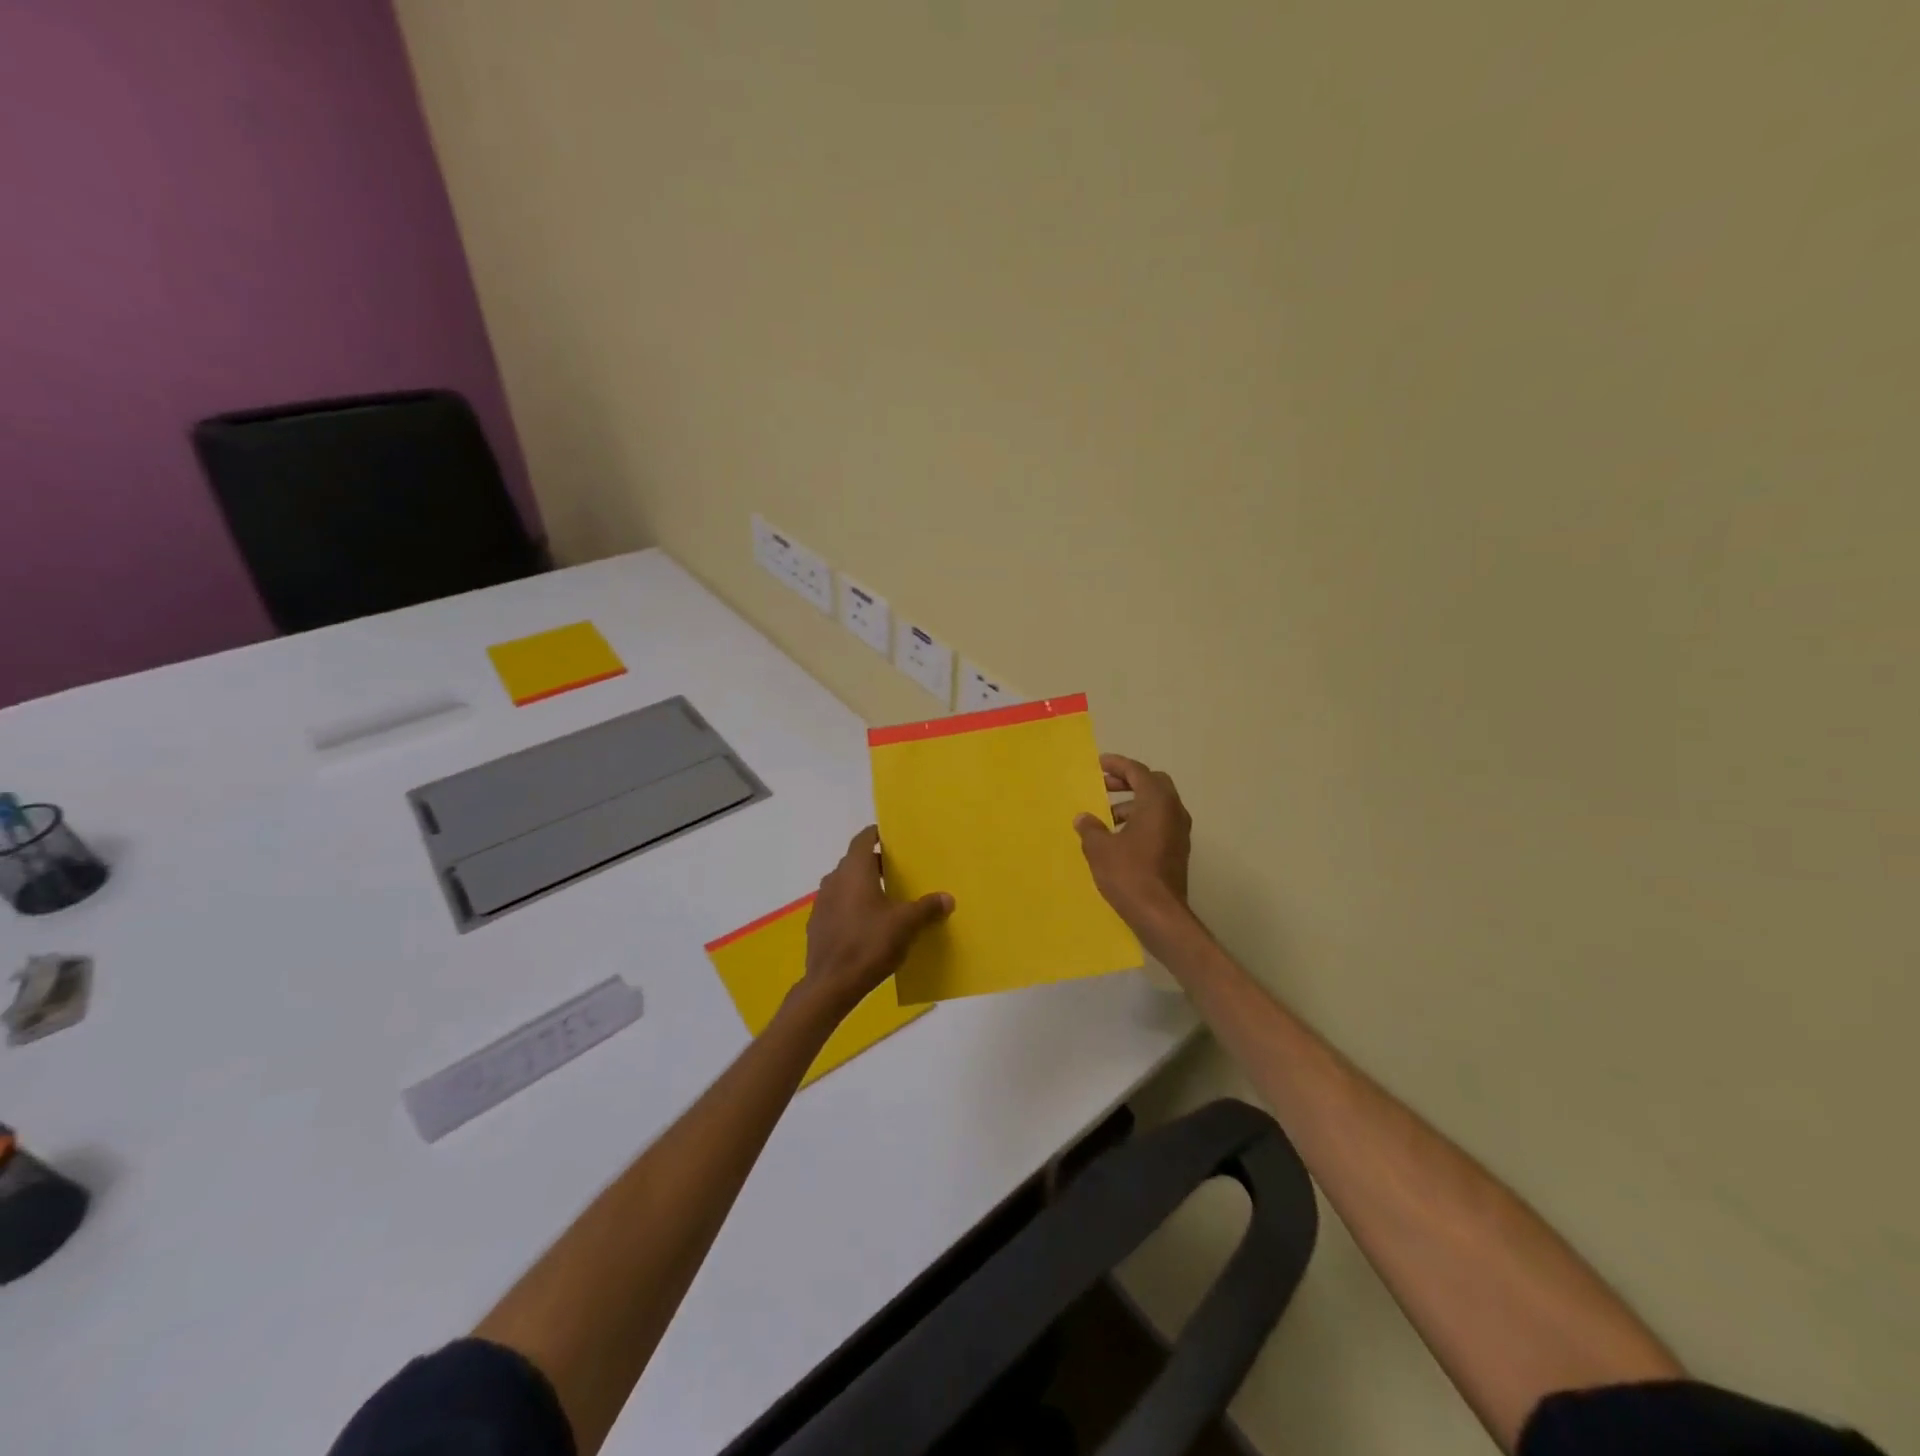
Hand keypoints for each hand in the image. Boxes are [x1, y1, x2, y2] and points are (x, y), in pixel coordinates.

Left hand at [801, 826, 952, 1015]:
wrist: (831, 984)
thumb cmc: (869, 944)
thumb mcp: (906, 925)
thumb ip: (927, 908)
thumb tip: (947, 898)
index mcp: (854, 870)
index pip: (863, 839)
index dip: (877, 835)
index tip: (892, 837)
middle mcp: (834, 879)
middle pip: (854, 861)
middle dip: (874, 863)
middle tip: (897, 870)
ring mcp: (822, 902)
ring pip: (844, 884)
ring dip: (862, 885)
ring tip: (885, 897)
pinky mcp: (817, 924)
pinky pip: (838, 905)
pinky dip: (852, 906)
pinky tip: (866, 924)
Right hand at [1075, 754, 1192, 938]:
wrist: (1160, 915)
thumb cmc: (1129, 874)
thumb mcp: (1100, 849)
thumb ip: (1090, 828)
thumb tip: (1084, 818)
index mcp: (1157, 803)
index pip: (1138, 772)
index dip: (1117, 765)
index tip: (1099, 764)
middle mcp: (1174, 812)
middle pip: (1153, 784)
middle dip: (1128, 781)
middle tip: (1104, 786)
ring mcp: (1179, 832)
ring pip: (1157, 805)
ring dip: (1133, 803)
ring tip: (1106, 816)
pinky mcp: (1178, 851)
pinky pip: (1159, 823)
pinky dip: (1141, 820)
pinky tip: (1119, 837)